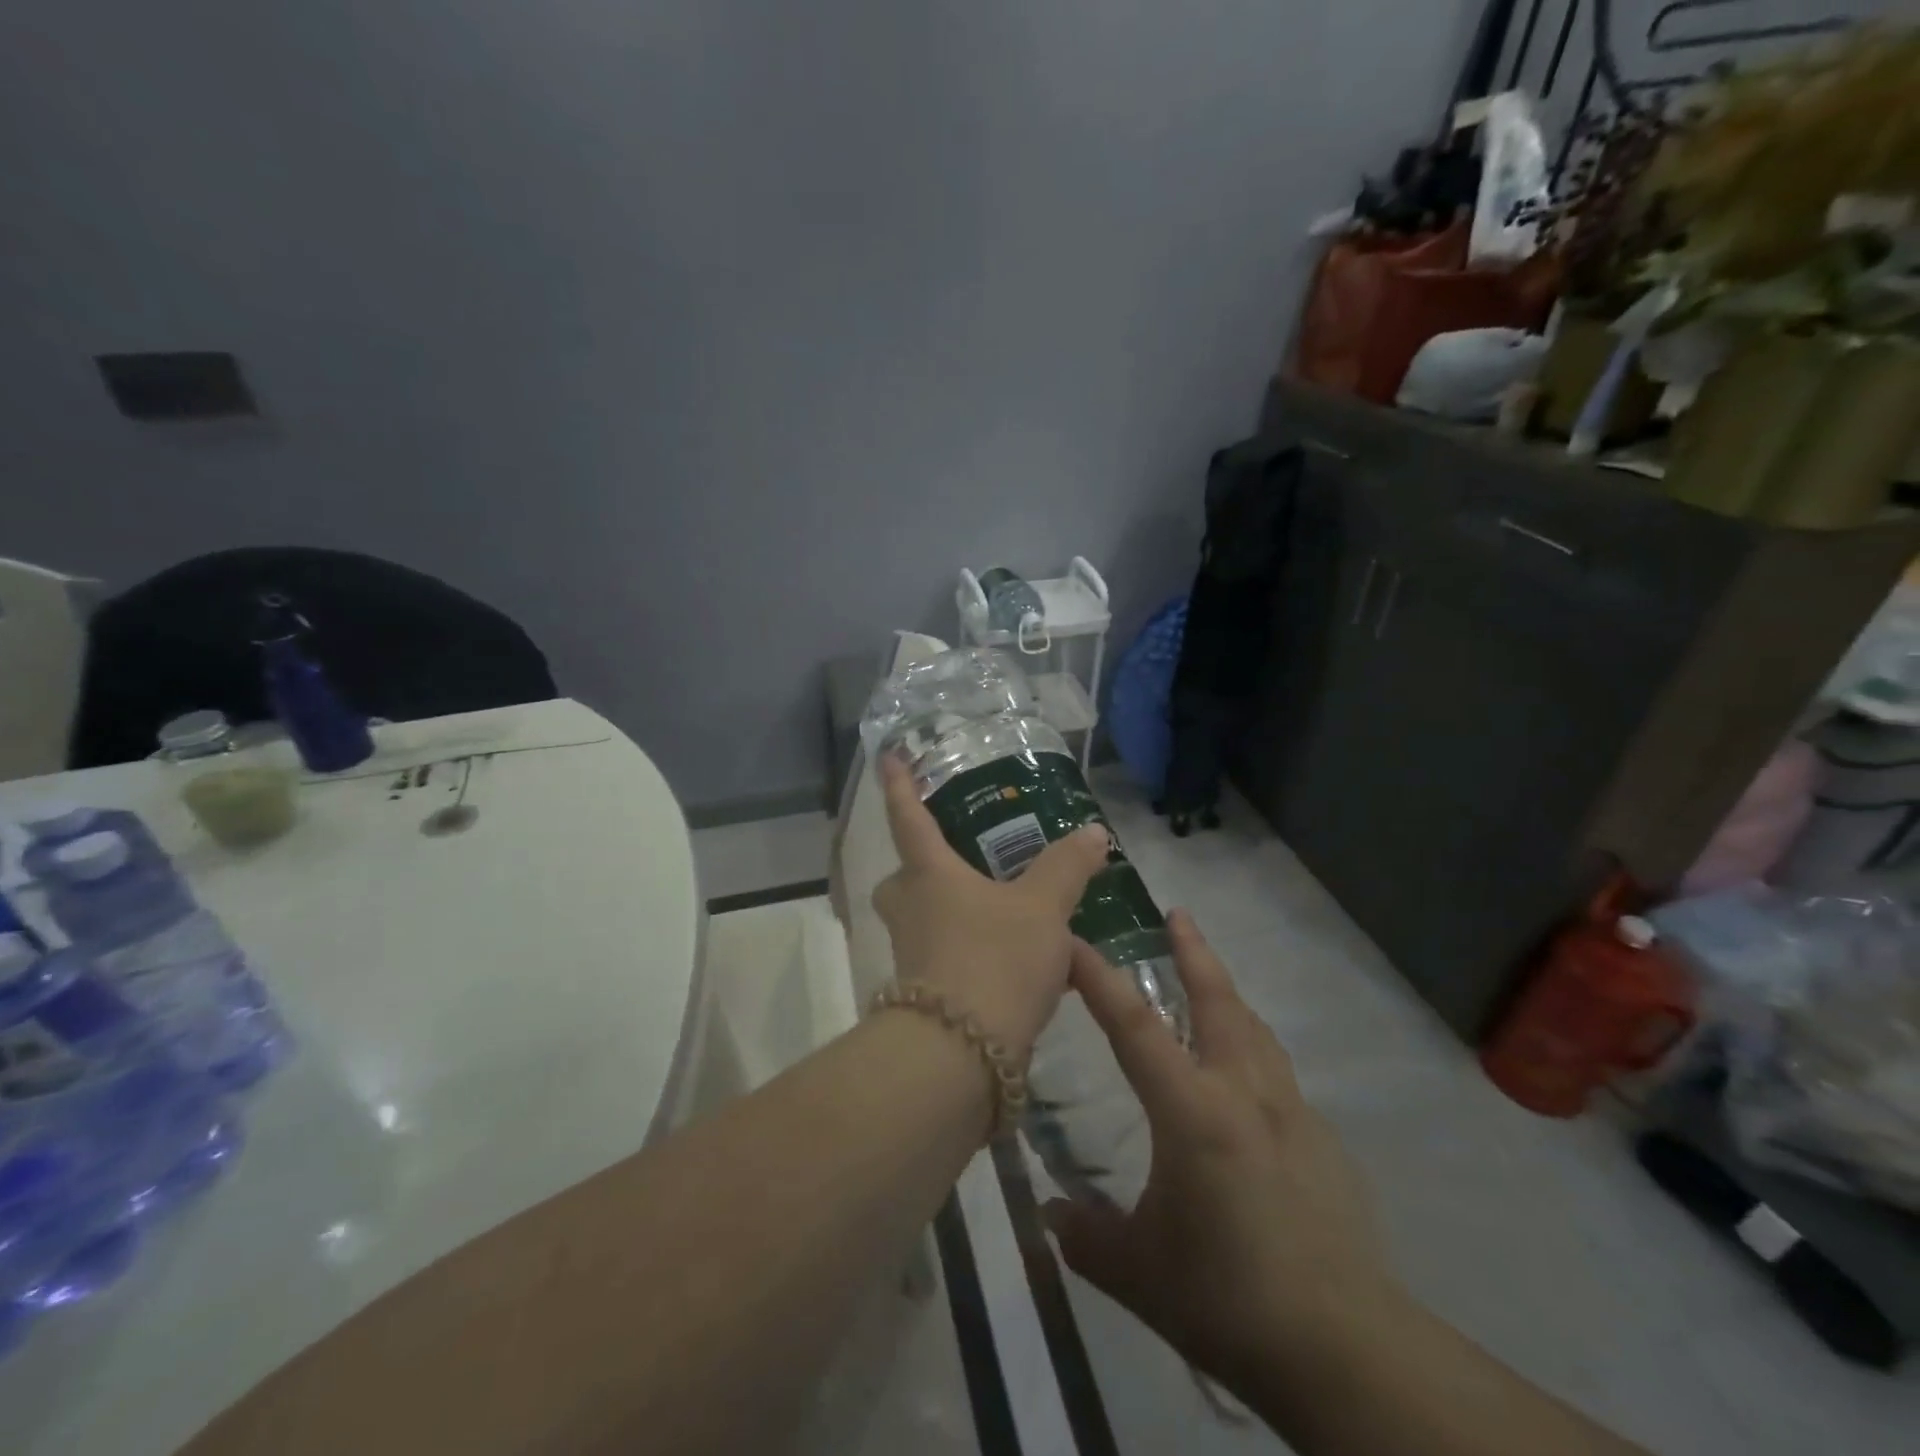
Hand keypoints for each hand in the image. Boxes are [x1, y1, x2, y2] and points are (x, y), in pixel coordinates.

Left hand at [872, 753, 1109, 1058]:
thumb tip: (1093, 832)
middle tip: (963, 863)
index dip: (898, 784)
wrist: (960, 1056)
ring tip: (1006, 915)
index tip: (887, 756)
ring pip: (925, 921)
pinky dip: (975, 955)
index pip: (909, 817)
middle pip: (906, 877)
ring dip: (955, 913)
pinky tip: (1019, 967)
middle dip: (925, 867)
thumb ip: (1066, 868)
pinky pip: (947, 959)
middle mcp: (910, 910)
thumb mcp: (1042, 909)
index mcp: (929, 875)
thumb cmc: (994, 960)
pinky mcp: (925, 996)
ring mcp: (912, 956)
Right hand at [1044, 912, 1406, 1401]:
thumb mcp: (1136, 1272)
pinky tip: (1245, 1084)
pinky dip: (1254, 1054)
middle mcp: (1243, 1093)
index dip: (1099, 978)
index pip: (1134, 1025)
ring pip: (1255, 1029)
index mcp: (1192, 1111)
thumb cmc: (1228, 1298)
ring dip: (1228, 995)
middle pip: (1217, 1000)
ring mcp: (1291, 1113)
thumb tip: (1051, 1214)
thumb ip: (1084, 1235)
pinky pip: (1278, 1075)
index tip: (1073, 941)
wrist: (1345, 1351)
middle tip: (1178, 915)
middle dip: (1194, 952)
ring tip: (1208, 981)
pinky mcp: (1323, 1142)